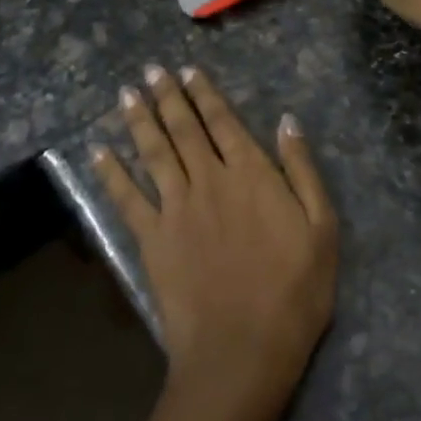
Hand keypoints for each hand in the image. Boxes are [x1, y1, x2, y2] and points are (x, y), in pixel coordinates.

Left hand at [91, 66, 337, 420]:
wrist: (243, 350)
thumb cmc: (294, 291)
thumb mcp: (322, 228)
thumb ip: (302, 170)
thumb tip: (287, 122)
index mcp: (251, 174)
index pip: (223, 122)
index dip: (203, 94)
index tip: (187, 71)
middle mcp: (209, 180)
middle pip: (183, 129)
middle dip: (166, 96)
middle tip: (150, 70)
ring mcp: (175, 209)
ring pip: (153, 153)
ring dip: (138, 120)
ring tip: (125, 94)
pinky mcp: (152, 240)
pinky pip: (127, 199)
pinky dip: (111, 173)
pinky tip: (98, 152)